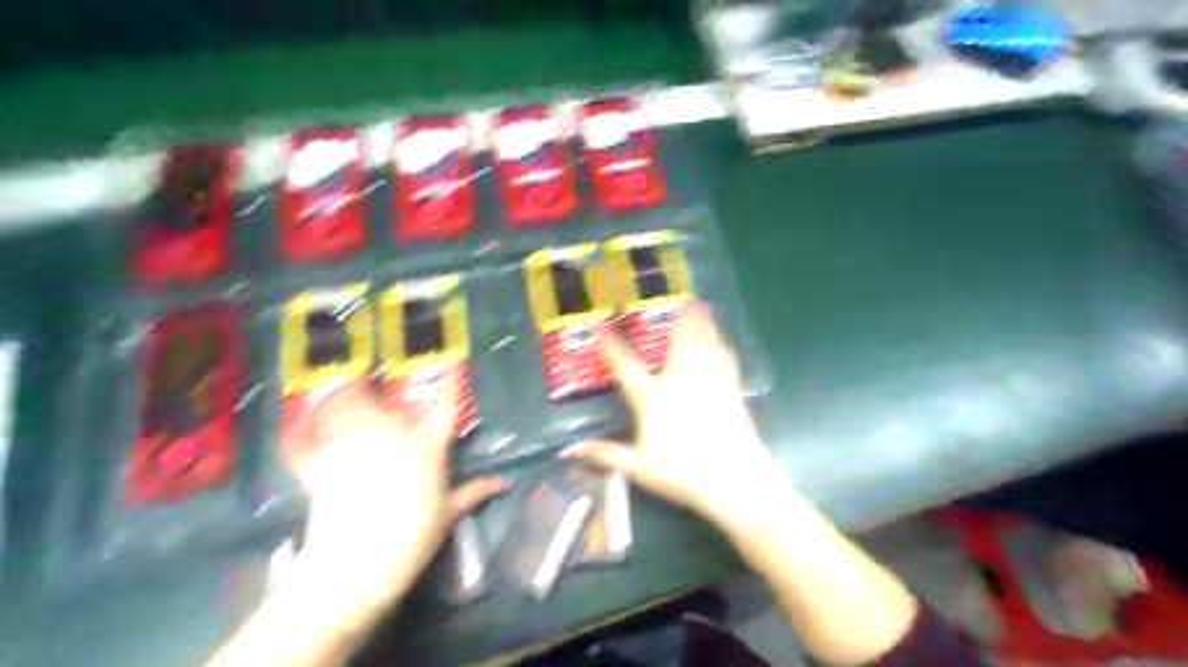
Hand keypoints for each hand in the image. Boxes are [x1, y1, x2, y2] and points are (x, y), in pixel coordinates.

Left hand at [287, 371, 510, 602]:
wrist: (356, 568)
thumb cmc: (412, 539)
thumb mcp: (448, 515)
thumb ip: (474, 493)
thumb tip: (503, 483)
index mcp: (427, 447)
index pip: (445, 405)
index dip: (450, 381)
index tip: (451, 361)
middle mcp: (391, 438)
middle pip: (382, 400)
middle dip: (373, 388)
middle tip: (366, 379)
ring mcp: (354, 448)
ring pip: (344, 410)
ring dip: (339, 400)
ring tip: (334, 390)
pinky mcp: (321, 466)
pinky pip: (307, 443)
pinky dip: (301, 436)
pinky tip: (299, 429)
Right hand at [563, 307, 790, 535]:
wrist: (734, 480)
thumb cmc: (683, 474)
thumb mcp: (639, 468)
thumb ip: (606, 454)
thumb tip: (570, 450)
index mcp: (653, 399)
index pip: (626, 367)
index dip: (611, 346)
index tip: (600, 326)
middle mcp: (680, 383)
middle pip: (677, 345)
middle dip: (677, 321)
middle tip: (681, 299)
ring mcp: (708, 385)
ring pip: (703, 347)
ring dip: (702, 325)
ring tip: (703, 306)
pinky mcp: (730, 392)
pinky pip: (725, 362)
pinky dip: (722, 347)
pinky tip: (724, 340)